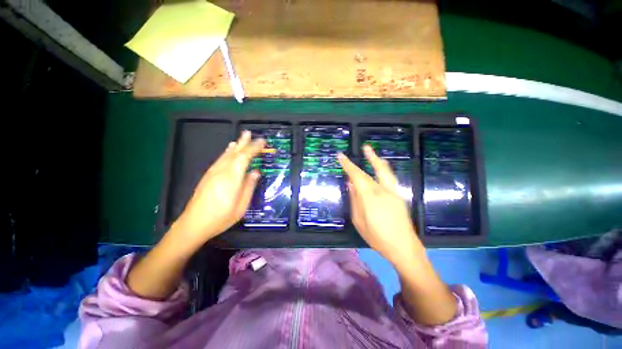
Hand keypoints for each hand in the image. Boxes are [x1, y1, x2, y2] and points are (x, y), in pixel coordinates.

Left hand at [170, 131, 264, 249]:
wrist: (192, 224)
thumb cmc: (221, 218)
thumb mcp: (241, 206)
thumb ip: (249, 187)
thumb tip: (256, 172)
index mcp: (231, 179)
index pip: (244, 157)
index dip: (254, 148)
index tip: (262, 142)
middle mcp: (221, 171)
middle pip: (234, 153)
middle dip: (244, 142)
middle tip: (250, 133)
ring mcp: (213, 173)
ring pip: (226, 155)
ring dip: (236, 145)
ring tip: (242, 137)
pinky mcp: (208, 176)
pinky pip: (220, 159)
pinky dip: (227, 152)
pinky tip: (229, 150)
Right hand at [337, 146, 421, 264]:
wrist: (403, 247)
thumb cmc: (377, 237)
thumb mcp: (359, 221)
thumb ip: (355, 201)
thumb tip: (351, 184)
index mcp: (370, 197)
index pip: (357, 176)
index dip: (348, 165)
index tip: (341, 156)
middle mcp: (382, 191)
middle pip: (371, 171)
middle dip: (366, 159)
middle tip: (363, 147)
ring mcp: (393, 192)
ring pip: (385, 171)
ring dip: (377, 160)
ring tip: (371, 151)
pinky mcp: (398, 196)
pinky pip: (389, 177)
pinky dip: (384, 169)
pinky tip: (381, 166)